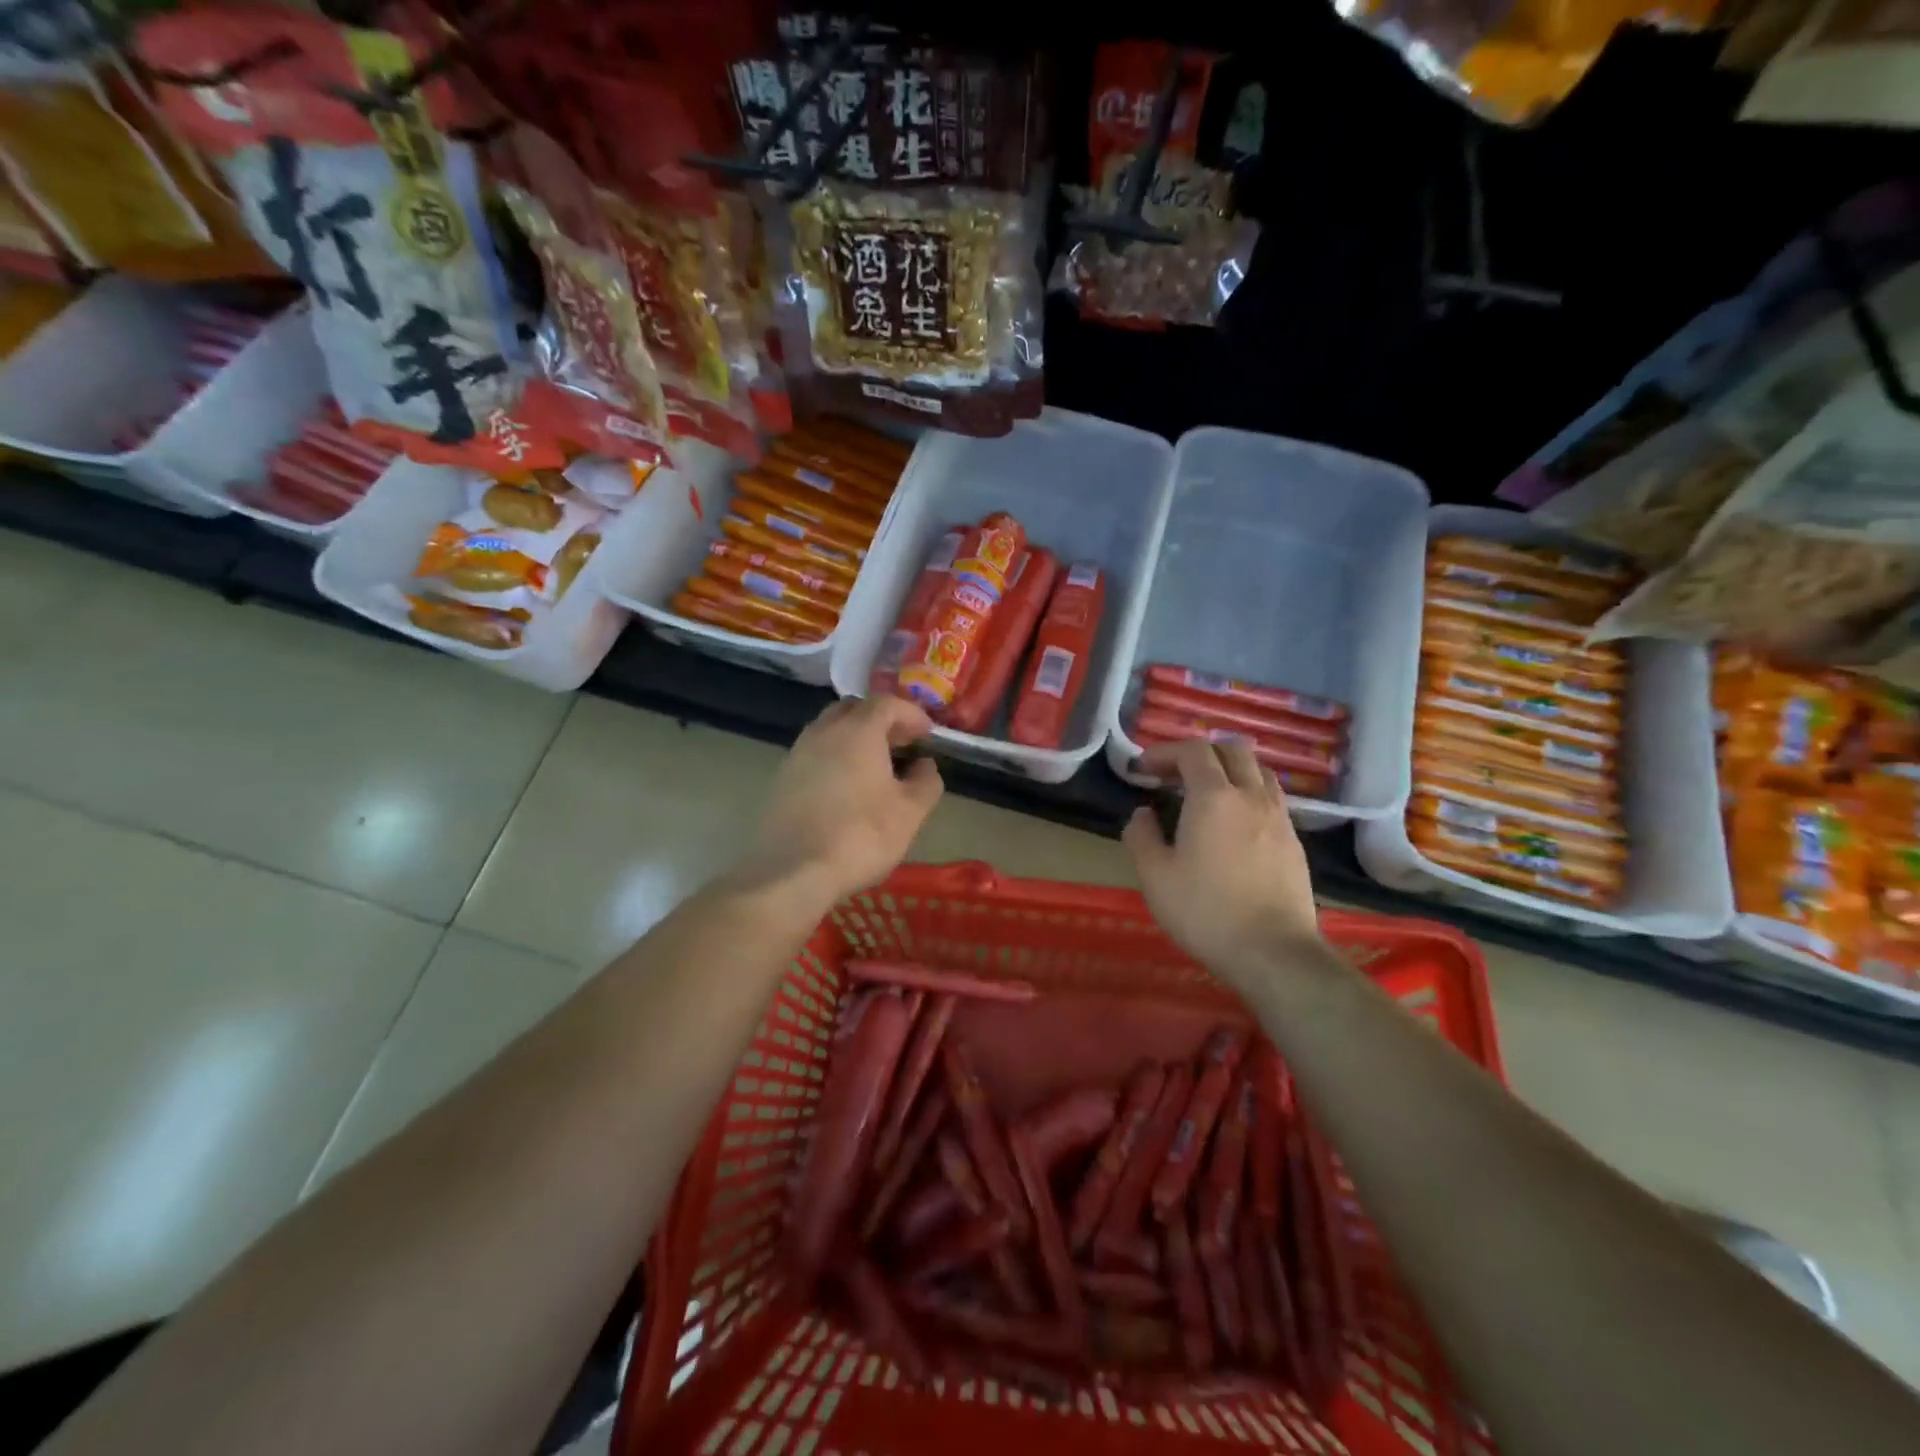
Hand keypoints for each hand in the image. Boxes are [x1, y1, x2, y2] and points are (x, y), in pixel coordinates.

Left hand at [741, 696, 943, 905]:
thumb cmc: (861, 836)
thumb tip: (925, 765)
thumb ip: (925, 782)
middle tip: (901, 743)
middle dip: (880, 720)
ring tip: (875, 766)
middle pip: (854, 709)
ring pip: (830, 730)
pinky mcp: (781, 779)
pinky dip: (834, 758)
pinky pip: (814, 754)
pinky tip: (846, 787)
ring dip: (855, 738)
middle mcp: (824, 732)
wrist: (792, 872)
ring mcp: (797, 753)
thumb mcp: (910, 812)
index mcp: (858, 731)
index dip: (911, 714)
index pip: (887, 703)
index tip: (927, 733)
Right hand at [1122, 740, 1319, 985]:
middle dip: (1200, 753)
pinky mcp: (1294, 841)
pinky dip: (1247, 794)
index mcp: (1214, 797)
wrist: (1273, 952)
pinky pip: (1270, 798)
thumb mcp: (1154, 876)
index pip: (1193, 751)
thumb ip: (1141, 836)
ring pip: (1258, 771)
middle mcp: (1251, 796)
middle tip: (1174, 775)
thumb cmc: (1206, 911)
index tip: (1144, 769)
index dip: (1165, 752)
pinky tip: (1233, 824)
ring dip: (1228, 770)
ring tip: (1206, 794)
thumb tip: (1142, 814)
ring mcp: (1279, 817)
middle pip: (1232, 749)